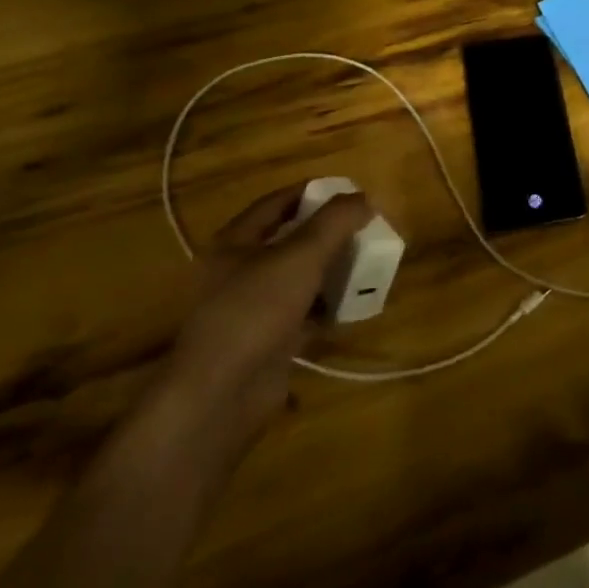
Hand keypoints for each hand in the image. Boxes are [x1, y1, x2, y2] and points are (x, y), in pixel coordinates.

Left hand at [164, 184, 373, 439]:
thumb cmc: (255, 311)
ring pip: (299, 277)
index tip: (350, 191)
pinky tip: (353, 305)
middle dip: (328, 233)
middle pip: (289, 240)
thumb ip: (335, 222)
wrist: (221, 396)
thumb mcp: (300, 256)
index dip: (313, 192)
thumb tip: (364, 197)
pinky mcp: (266, 341)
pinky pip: (303, 313)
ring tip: (367, 263)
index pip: (276, 202)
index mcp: (234, 243)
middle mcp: (238, 271)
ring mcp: (251, 308)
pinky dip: (326, 306)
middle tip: (365, 228)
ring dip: (331, 270)